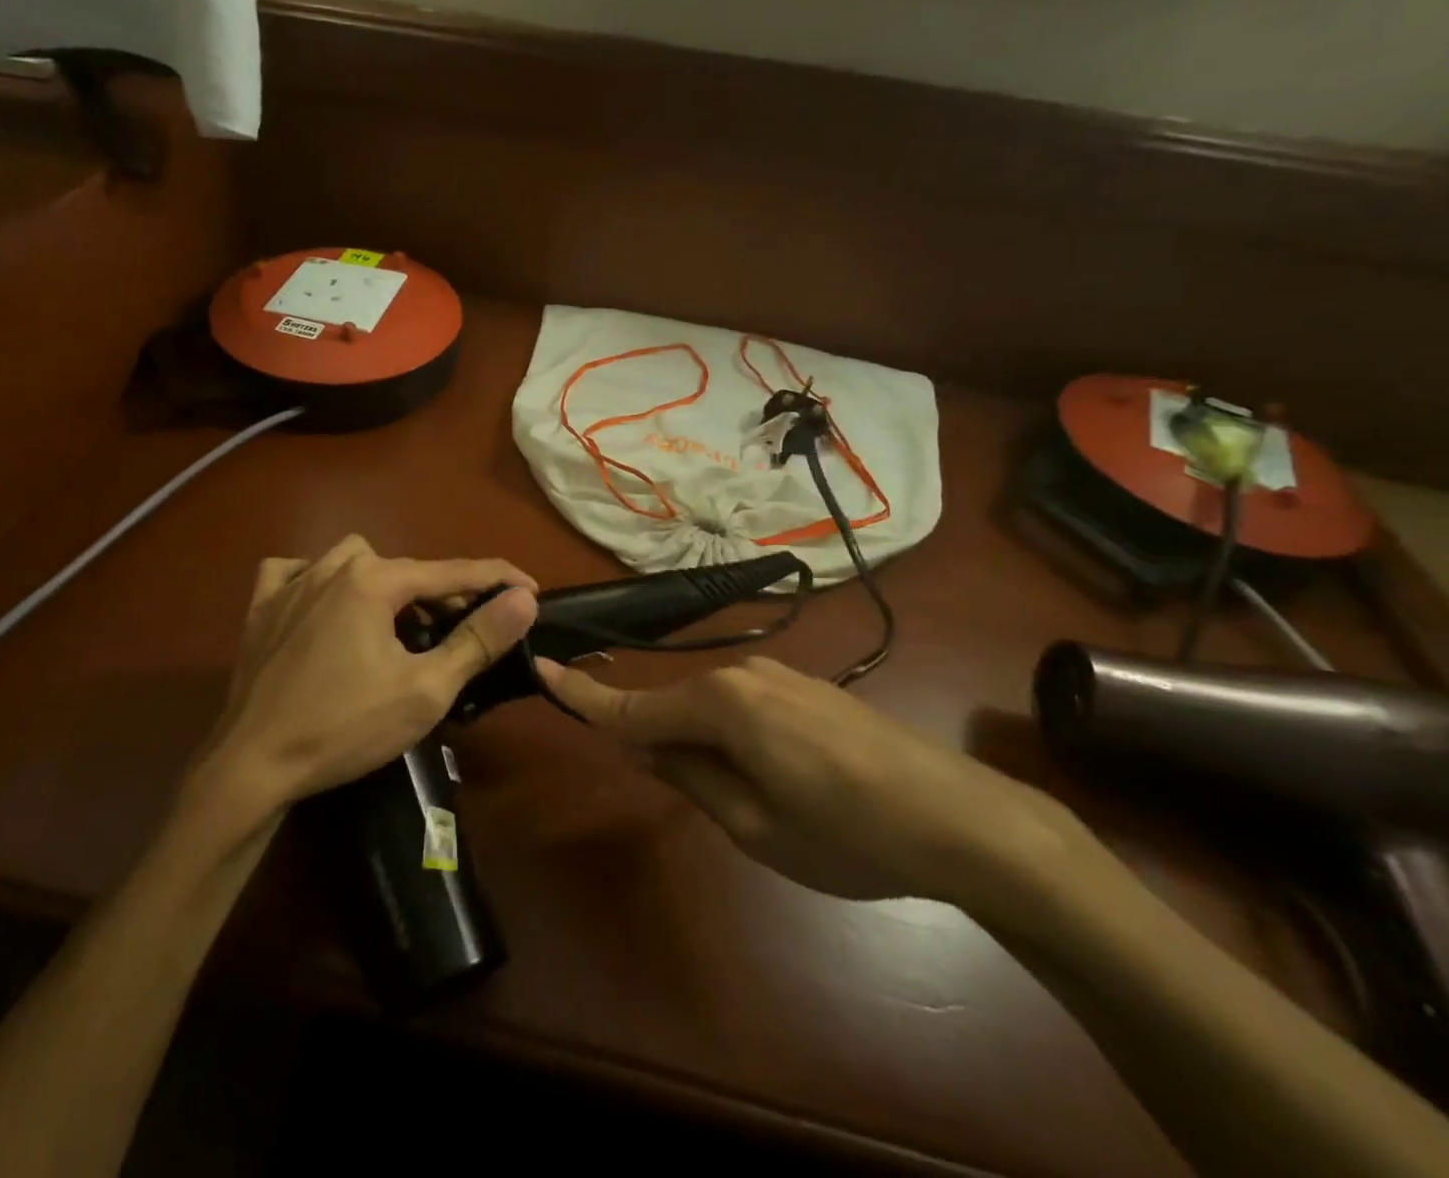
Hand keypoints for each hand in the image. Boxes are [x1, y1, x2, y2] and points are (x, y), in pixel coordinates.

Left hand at [199, 536, 539, 807]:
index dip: (497, 579)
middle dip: (440, 592)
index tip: (530, 588)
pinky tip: (323, 605)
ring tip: (396, 623)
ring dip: (383, 583)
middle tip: (460, 630)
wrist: (251, 766)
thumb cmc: (345, 727)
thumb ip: (478, 639)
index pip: (452, 570)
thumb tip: (523, 598)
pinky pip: (295, 572)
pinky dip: (317, 581)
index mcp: (374, 580)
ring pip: (352, 560)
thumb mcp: (425, 690)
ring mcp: (291, 583)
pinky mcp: (261, 606)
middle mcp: (332, 566)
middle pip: (404, 568)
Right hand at [540, 656, 1081, 910]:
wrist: (964, 817)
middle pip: (672, 704)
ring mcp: (778, 675)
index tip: (540, 668)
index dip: (583, 695)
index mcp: (720, 704)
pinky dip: (730, 731)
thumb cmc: (848, 834)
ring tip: (737, 795)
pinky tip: (767, 772)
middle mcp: (741, 674)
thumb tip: (639, 743)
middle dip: (654, 737)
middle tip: (665, 784)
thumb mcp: (754, 825)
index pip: (633, 705)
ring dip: (698, 740)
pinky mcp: (806, 686)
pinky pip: (743, 703)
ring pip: (709, 705)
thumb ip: (688, 776)